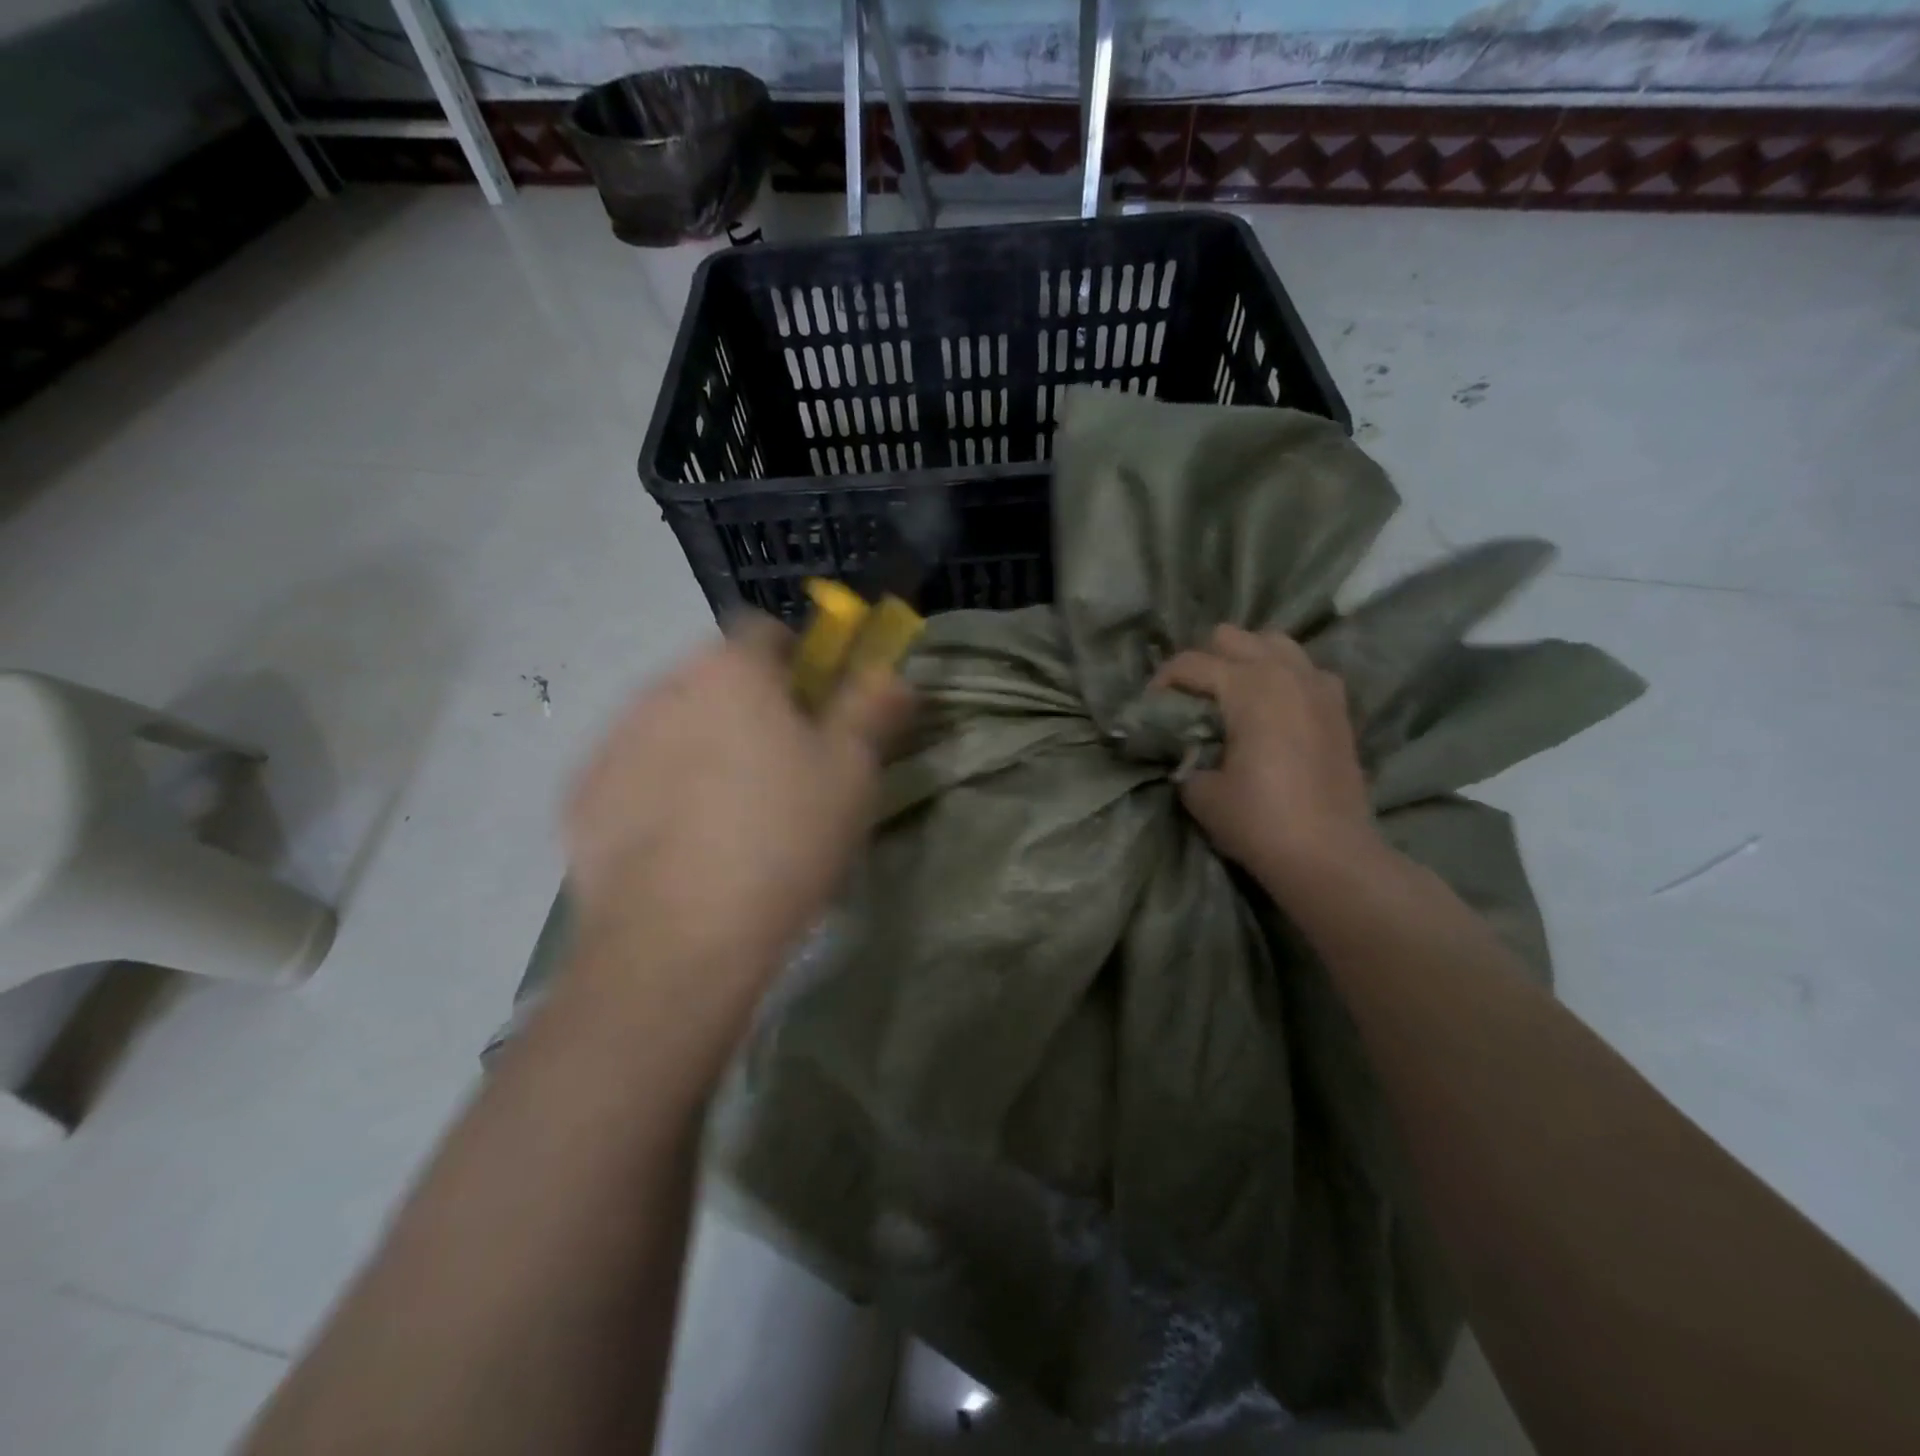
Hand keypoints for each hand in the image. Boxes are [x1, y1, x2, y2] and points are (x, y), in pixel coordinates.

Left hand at [564, 617, 912, 995]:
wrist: (680, 939)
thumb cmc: (783, 838)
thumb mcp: (851, 771)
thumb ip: (872, 707)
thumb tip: (890, 672)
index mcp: (729, 670)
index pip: (765, 631)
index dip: (798, 661)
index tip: (816, 709)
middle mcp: (661, 687)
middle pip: (715, 678)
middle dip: (748, 706)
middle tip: (781, 768)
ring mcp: (612, 741)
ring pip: (671, 724)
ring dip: (701, 745)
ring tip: (728, 814)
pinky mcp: (580, 797)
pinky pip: (633, 773)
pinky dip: (658, 790)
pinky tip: (681, 845)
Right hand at [1153, 625, 1379, 885]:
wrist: (1328, 855)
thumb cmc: (1258, 820)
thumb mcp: (1200, 791)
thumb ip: (1184, 757)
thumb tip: (1183, 750)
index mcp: (1248, 686)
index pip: (1189, 663)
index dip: (1161, 682)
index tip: (1149, 708)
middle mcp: (1285, 672)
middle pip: (1232, 637)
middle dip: (1204, 660)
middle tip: (1191, 699)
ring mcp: (1318, 686)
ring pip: (1274, 643)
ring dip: (1247, 660)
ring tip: (1232, 694)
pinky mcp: (1338, 708)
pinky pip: (1306, 670)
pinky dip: (1284, 677)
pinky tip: (1273, 708)